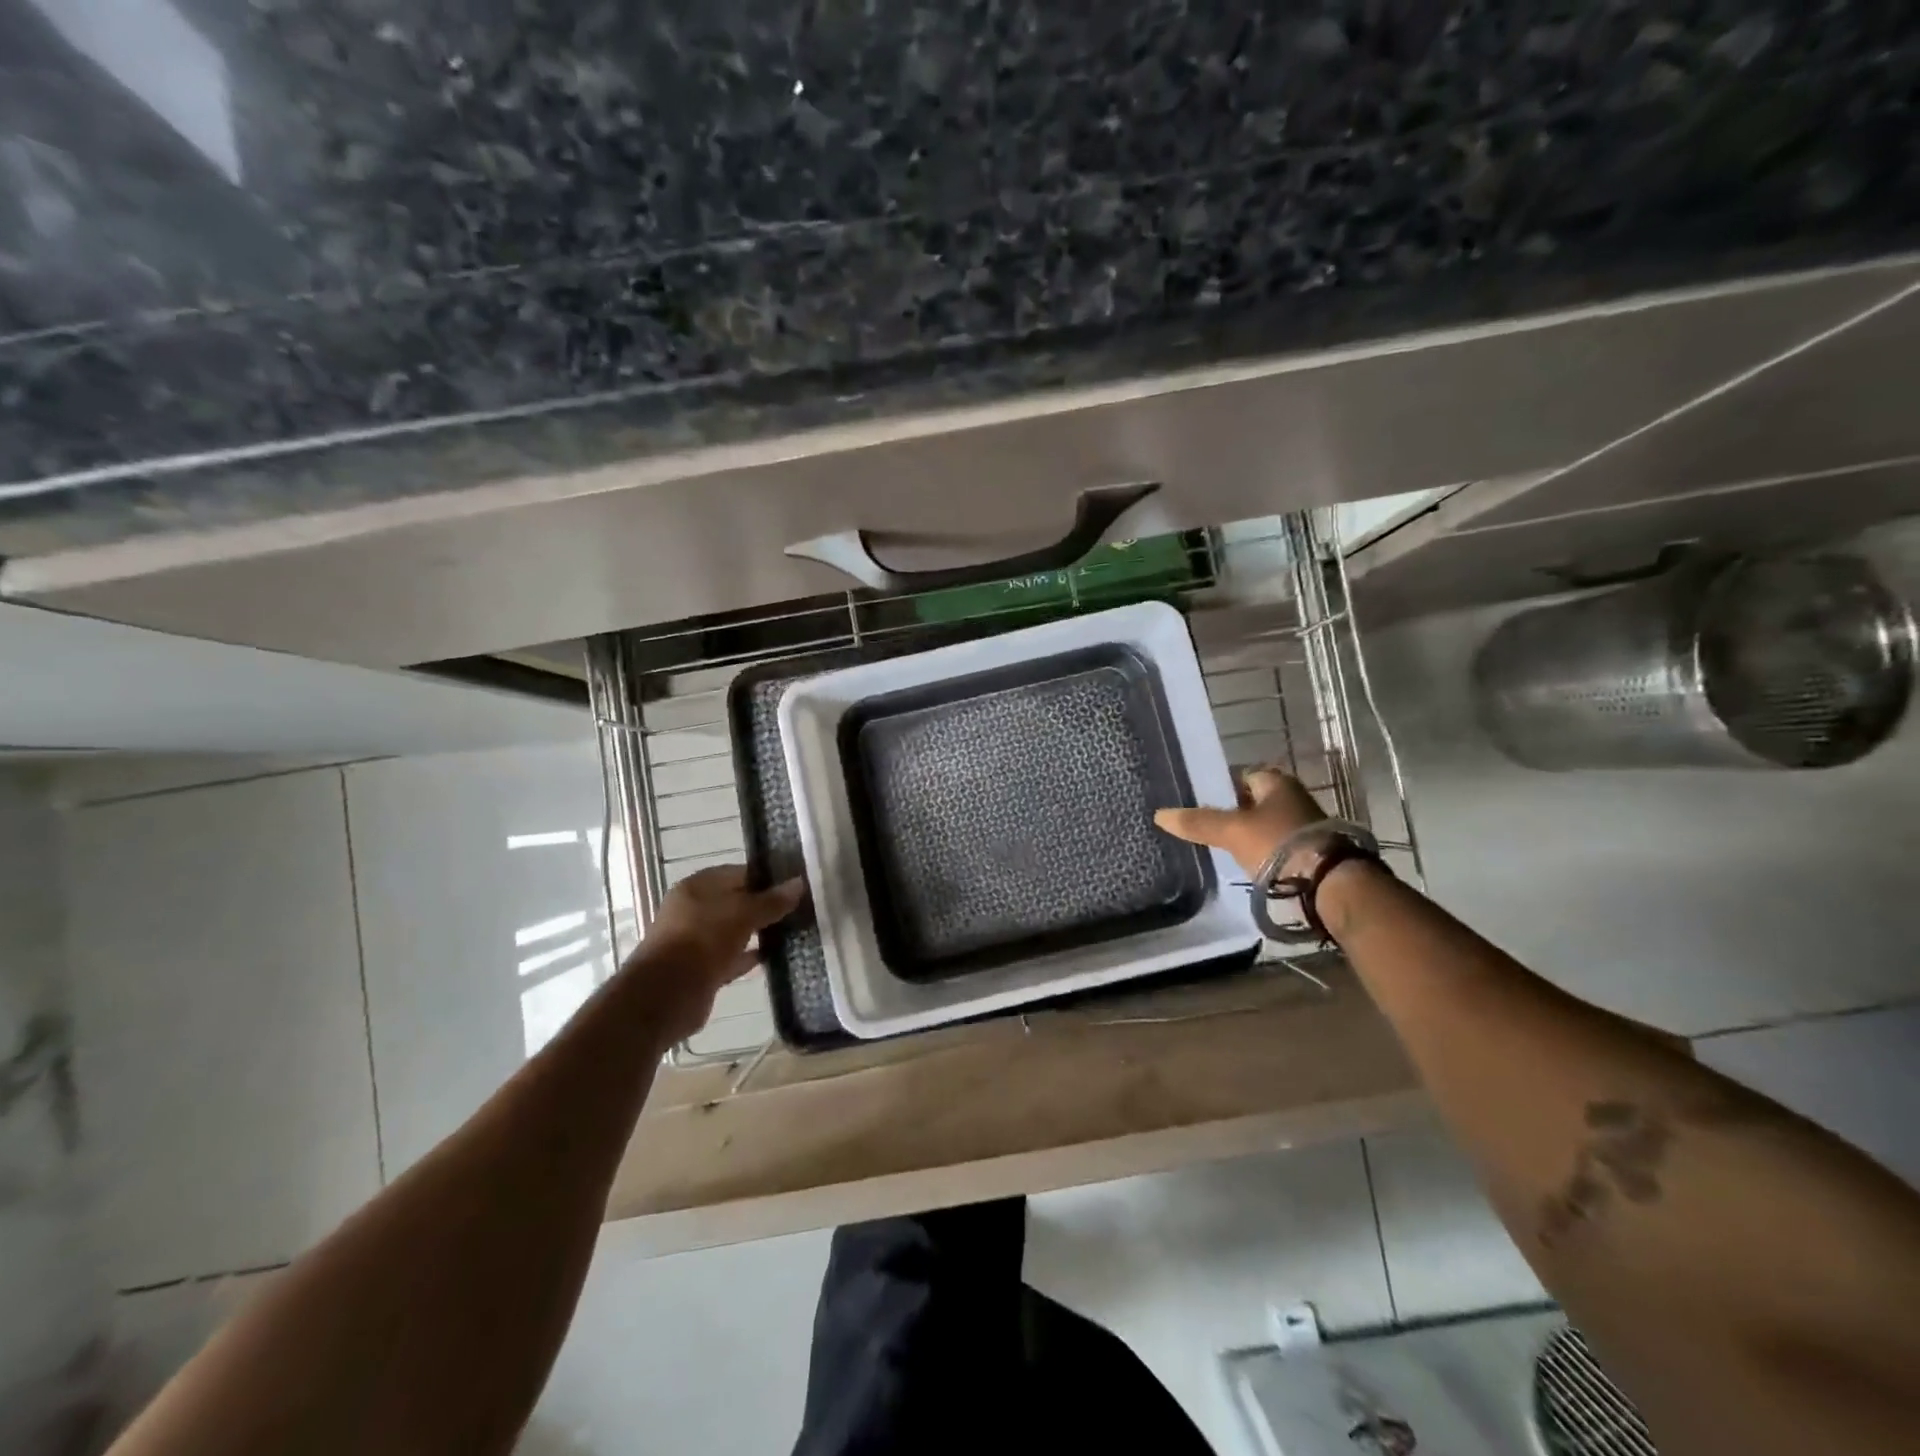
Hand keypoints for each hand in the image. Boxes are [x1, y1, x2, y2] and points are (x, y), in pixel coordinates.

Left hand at [633, 866, 804, 1041]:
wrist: (666, 995)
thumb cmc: (703, 940)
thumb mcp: (743, 914)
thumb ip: (771, 901)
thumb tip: (799, 883)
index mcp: (698, 886)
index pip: (739, 873)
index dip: (767, 877)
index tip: (796, 885)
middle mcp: (694, 909)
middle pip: (736, 902)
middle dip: (765, 906)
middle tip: (799, 909)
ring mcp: (696, 940)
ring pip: (735, 930)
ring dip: (759, 932)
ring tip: (793, 931)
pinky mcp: (701, 969)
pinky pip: (731, 957)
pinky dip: (749, 956)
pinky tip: (774, 956)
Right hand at [1154, 768, 1327, 874]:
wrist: (1329, 882)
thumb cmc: (1278, 843)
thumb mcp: (1231, 831)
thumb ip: (1198, 822)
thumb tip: (1159, 814)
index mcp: (1276, 782)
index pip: (1241, 776)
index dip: (1220, 787)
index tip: (1201, 802)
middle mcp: (1294, 797)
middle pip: (1254, 801)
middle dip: (1234, 812)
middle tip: (1209, 826)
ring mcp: (1306, 824)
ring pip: (1267, 824)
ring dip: (1250, 834)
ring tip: (1225, 848)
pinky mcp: (1312, 851)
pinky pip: (1279, 845)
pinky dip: (1264, 851)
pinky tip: (1250, 864)